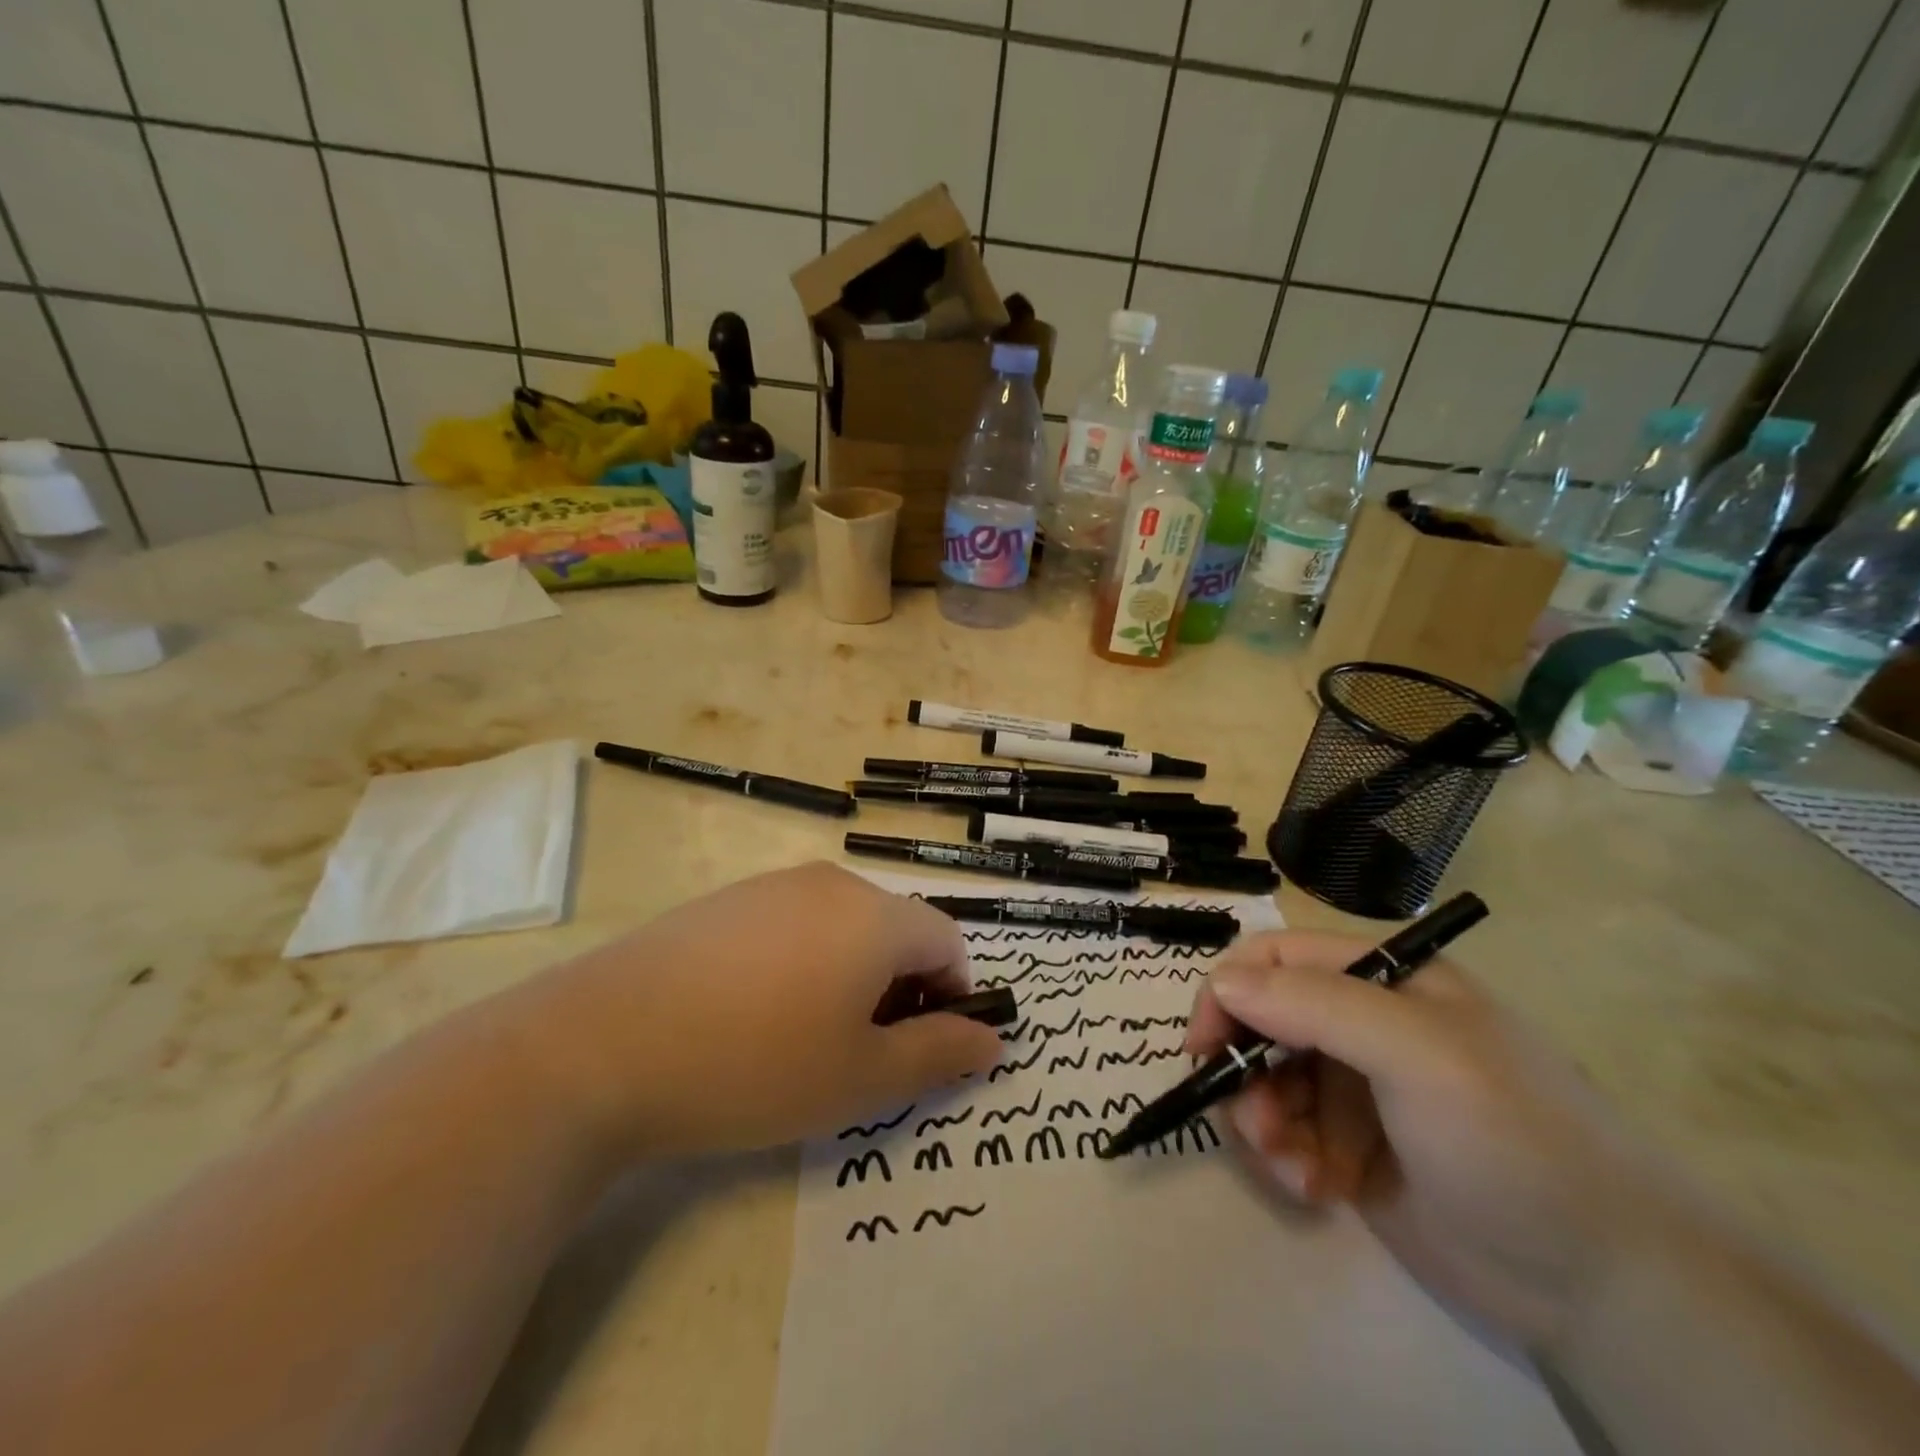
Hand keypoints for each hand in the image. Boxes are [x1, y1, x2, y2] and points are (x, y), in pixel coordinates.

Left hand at [524, 863, 1002, 1158]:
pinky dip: (801, 963)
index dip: (952, 996)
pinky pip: (792, 925)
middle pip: (895, 930)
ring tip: (804, 1038)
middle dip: (899, 989)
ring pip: (843, 927)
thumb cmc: (754, 1064)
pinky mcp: (726, 900)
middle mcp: (831, 883)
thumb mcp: (860, 1078)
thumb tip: (992, 1040)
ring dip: (850, 976)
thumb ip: (938, 1054)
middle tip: (860, 1053)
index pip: (948, 941)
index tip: (920, 1049)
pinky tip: (752, 1014)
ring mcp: (772, 885)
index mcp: (875, 915)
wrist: (600, 1045)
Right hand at [1187, 931, 1658, 1356]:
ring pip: (1263, 1081)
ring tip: (1292, 1169)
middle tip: (1253, 1125)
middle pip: (1260, 1022)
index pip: (1274, 959)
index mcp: (1380, 979)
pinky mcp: (1349, 1147)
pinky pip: (1285, 1135)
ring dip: (1261, 1123)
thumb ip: (1313, 1005)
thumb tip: (1220, 983)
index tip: (1203, 1047)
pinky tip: (1315, 1191)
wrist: (1605, 1285)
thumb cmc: (1510, 1137)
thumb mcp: (1415, 1053)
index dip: (1229, 993)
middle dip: (1244, 1071)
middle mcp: (1361, 1023)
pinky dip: (1284, 1160)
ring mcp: (1354, 1087)